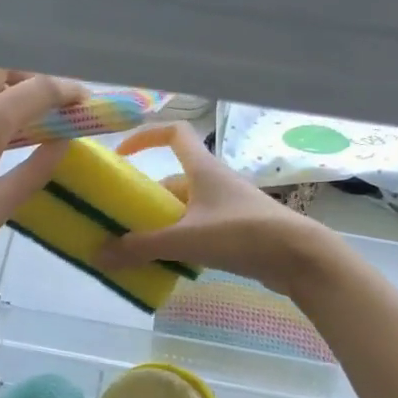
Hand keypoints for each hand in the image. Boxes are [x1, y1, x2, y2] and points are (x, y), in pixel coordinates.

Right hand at [96, 123, 339, 297]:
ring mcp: (226, 207)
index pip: (174, 133)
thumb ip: (141, 247)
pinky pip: (199, 231)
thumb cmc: (242, 234)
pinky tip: (169, 264)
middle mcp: (214, 182)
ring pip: (184, 210)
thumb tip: (98, 254)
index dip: (146, 136)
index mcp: (203, 169)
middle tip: (121, 222)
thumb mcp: (186, 239)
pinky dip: (181, 243)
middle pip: (172, 181)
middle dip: (146, 200)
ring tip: (138, 249)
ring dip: (162, 225)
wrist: (298, 257)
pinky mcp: (236, 232)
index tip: (122, 155)